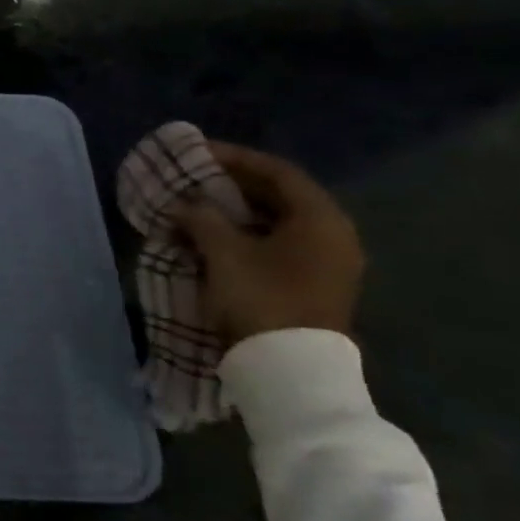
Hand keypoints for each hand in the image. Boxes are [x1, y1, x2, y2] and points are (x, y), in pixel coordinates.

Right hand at [173, 143, 364, 346]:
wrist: (290, 368)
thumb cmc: (261, 297)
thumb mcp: (223, 252)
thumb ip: (202, 218)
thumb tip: (185, 205)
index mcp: (321, 219)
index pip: (278, 172)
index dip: (237, 158)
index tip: (200, 152)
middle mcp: (334, 235)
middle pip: (282, 196)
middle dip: (235, 184)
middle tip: (196, 177)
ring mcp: (328, 264)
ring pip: (279, 222)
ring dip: (238, 211)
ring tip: (199, 206)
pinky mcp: (314, 285)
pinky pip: (279, 244)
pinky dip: (247, 234)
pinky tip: (216, 237)